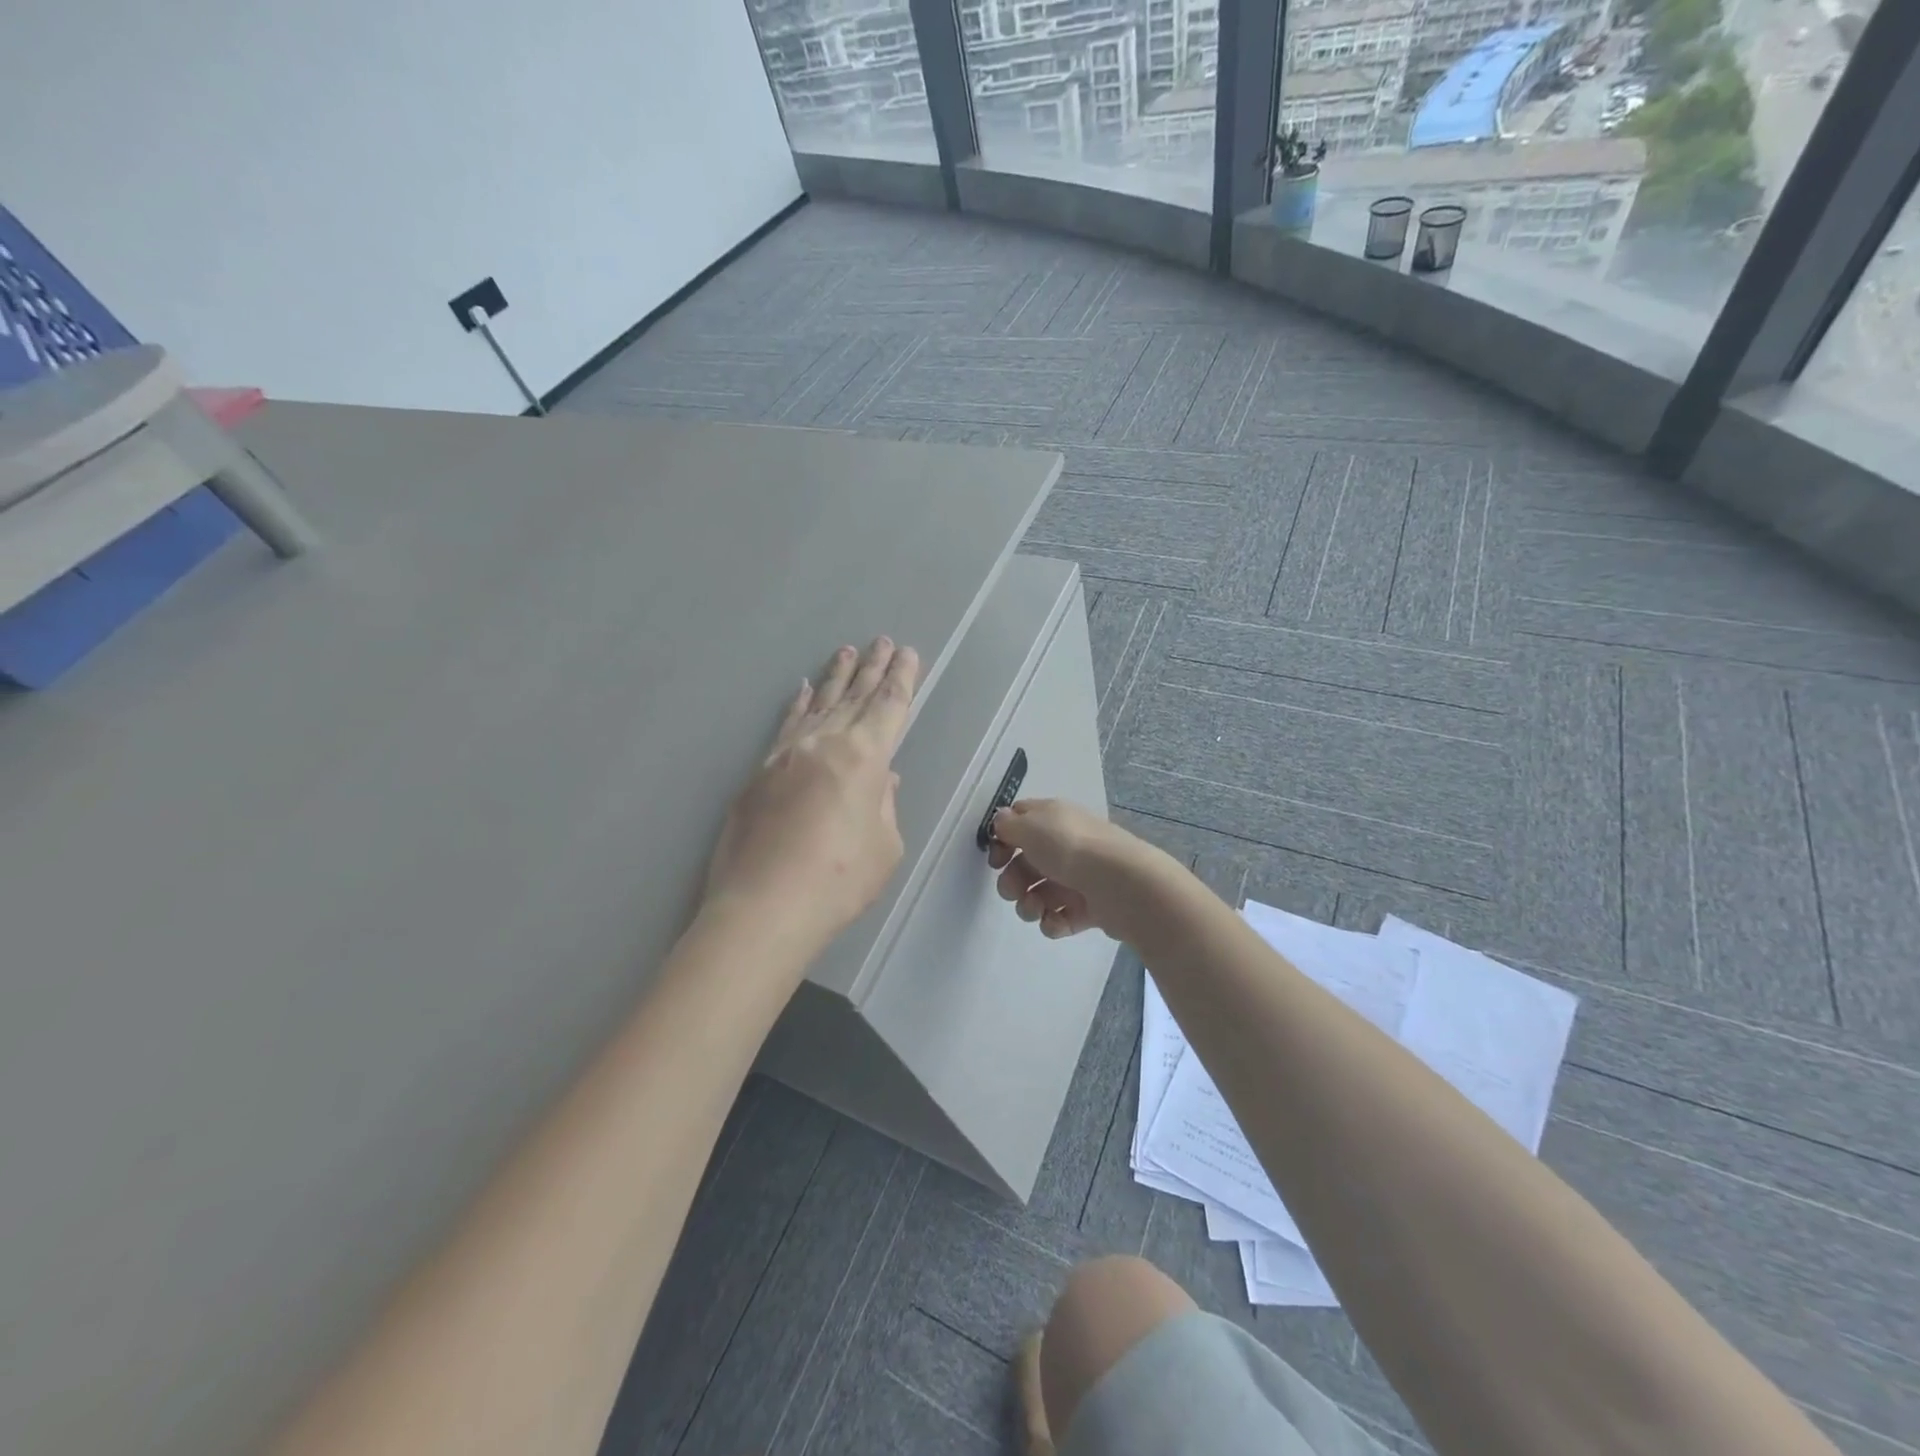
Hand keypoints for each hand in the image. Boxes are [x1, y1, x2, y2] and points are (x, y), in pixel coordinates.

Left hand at [705, 637, 920, 954]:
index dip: (901, 679)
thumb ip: (884, 805)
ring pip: (817, 705)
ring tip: (846, 652)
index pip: (888, 707)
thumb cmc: (839, 881)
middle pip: (854, 697)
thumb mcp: (884, 847)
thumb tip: (881, 781)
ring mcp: (786, 755)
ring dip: (835, 678)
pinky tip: (801, 691)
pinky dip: (796, 706)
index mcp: (864, 757)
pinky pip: (785, 726)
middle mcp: (825, 743)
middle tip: (883, 641)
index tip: (908, 654)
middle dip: (872, 668)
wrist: (763, 907)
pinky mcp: (758, 773)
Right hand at [987, 799, 1160, 941]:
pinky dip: (1054, 922)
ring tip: (1036, 909)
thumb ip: (1008, 825)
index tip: (996, 859)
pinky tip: (1057, 920)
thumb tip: (1003, 821)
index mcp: (1053, 819)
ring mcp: (1079, 878)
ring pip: (1040, 894)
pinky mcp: (1090, 908)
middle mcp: (1066, 845)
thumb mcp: (1030, 826)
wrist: (1120, 883)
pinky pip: (1060, 917)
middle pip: (1026, 864)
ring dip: (1028, 905)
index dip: (1003, 840)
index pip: (1021, 823)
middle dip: (1012, 881)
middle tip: (1014, 891)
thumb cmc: (1070, 848)